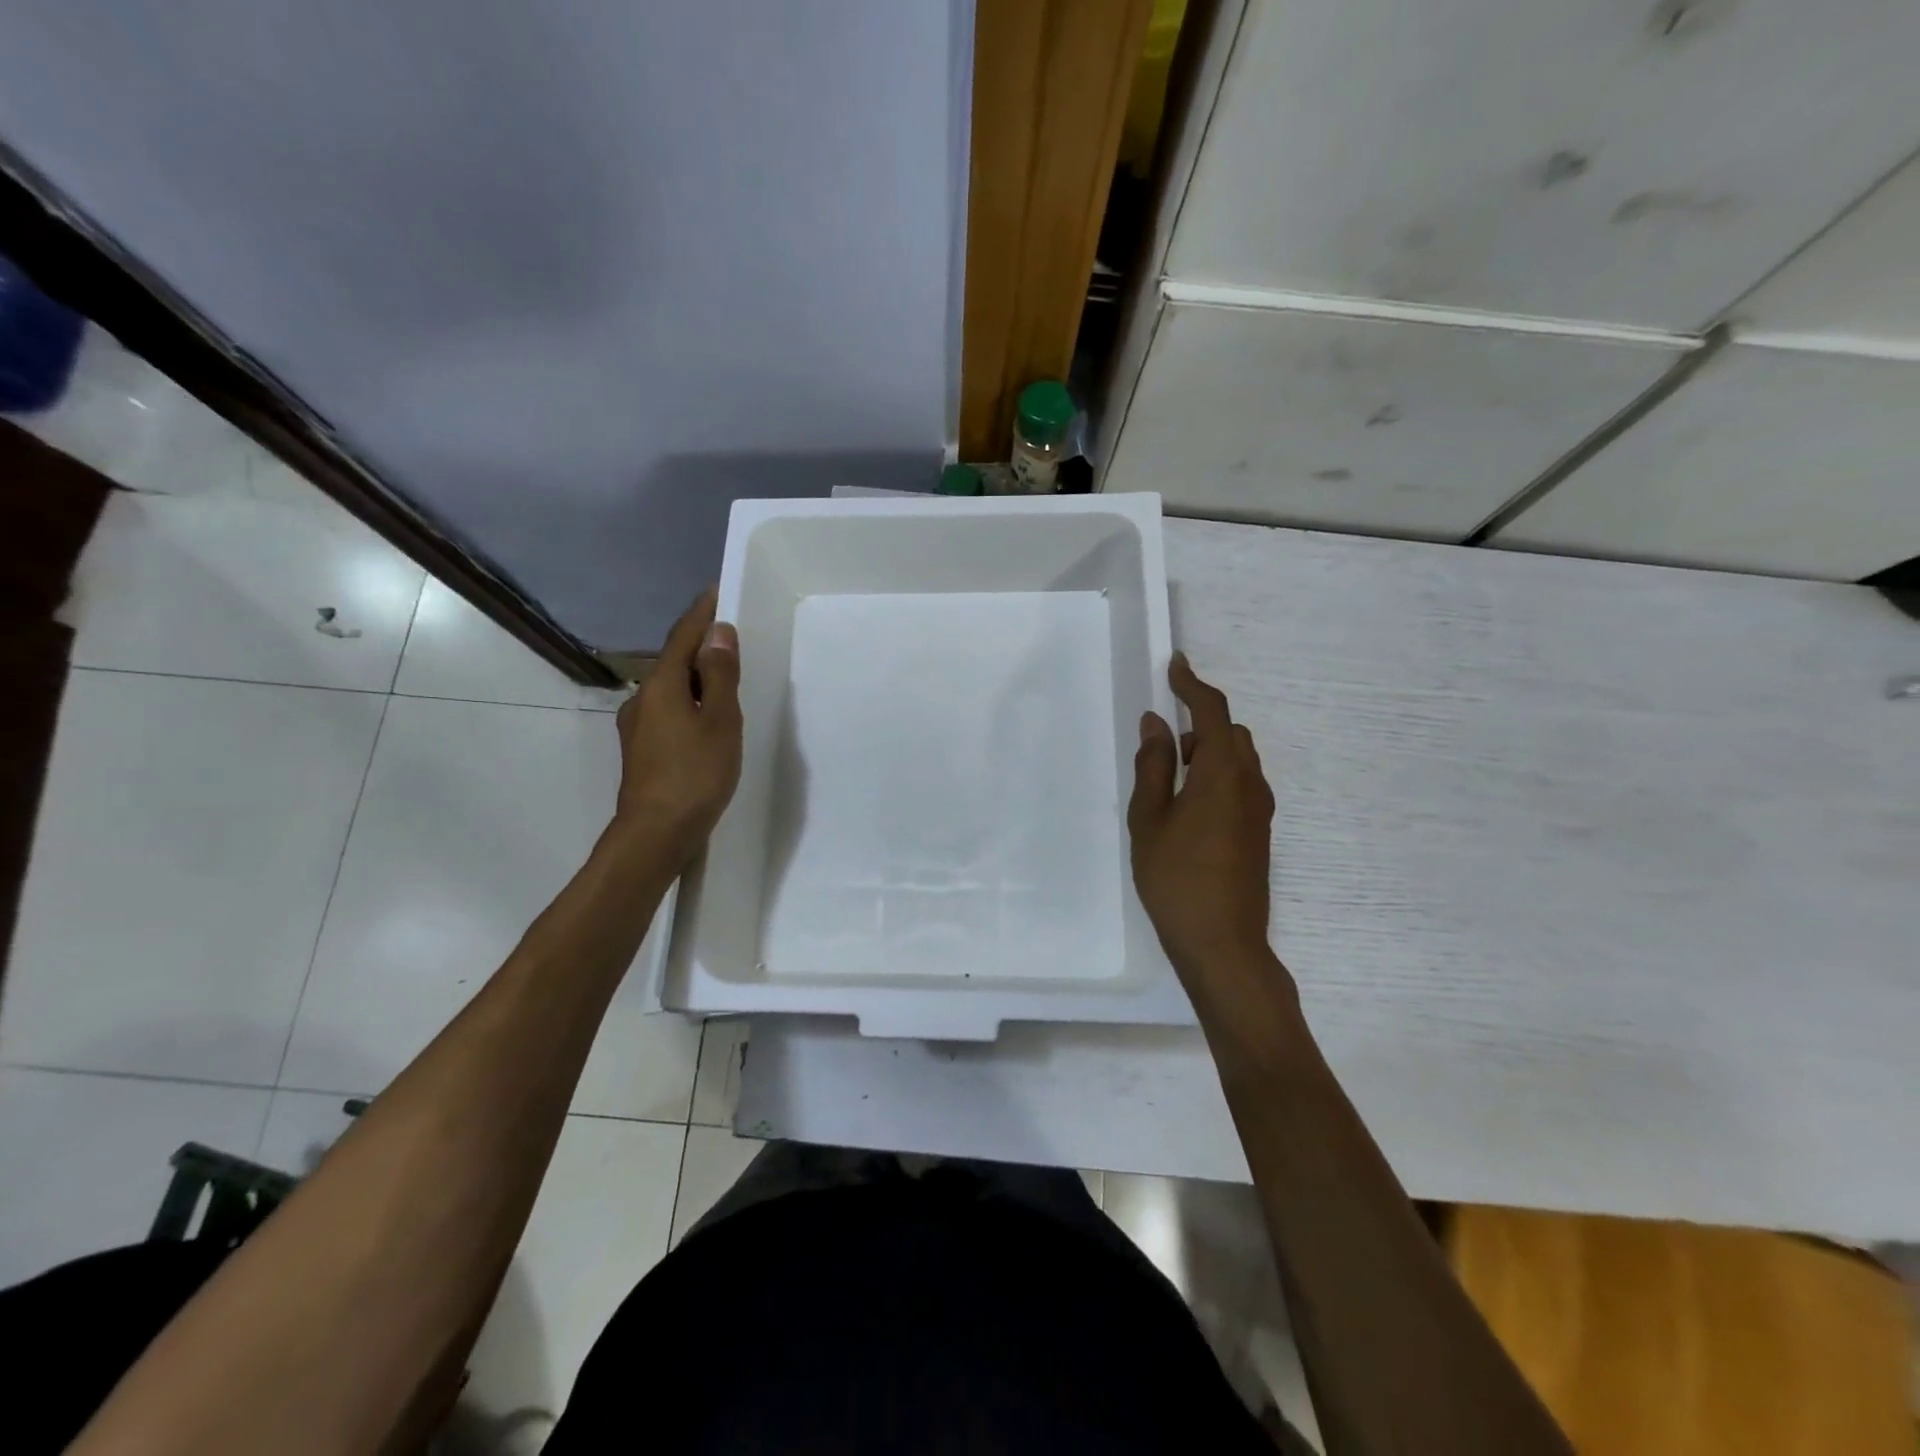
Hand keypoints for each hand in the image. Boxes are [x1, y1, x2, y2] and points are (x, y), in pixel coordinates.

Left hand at [612, 587, 742, 866]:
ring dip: (696, 678)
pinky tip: (705, 720)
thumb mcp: (720, 721)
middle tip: (732, 640)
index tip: (716, 592)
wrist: (656, 833)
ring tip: (725, 682)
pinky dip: (689, 703)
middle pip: (674, 661)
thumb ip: (721, 676)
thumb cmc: (695, 774)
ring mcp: (638, 726)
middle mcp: (643, 699)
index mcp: (662, 685)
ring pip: (671, 689)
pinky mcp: (641, 750)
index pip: (683, 637)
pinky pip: (668, 711)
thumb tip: (719, 633)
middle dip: (701, 647)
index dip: (701, 614)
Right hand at [1129, 654, 1292, 1023]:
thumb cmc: (1176, 878)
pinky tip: (1188, 809)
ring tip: (1169, 782)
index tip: (1175, 664)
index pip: (1213, 713)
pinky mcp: (1260, 832)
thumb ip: (1153, 767)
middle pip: (1231, 734)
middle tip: (1163, 745)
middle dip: (1200, 724)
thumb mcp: (1150, 819)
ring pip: (1238, 760)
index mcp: (1222, 774)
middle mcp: (1250, 784)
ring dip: (1208, 752)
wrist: (1223, 943)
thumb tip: (1156, 724)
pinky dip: (1217, 776)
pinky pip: (1241, 784)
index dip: (1193, 684)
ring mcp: (1260, 810)